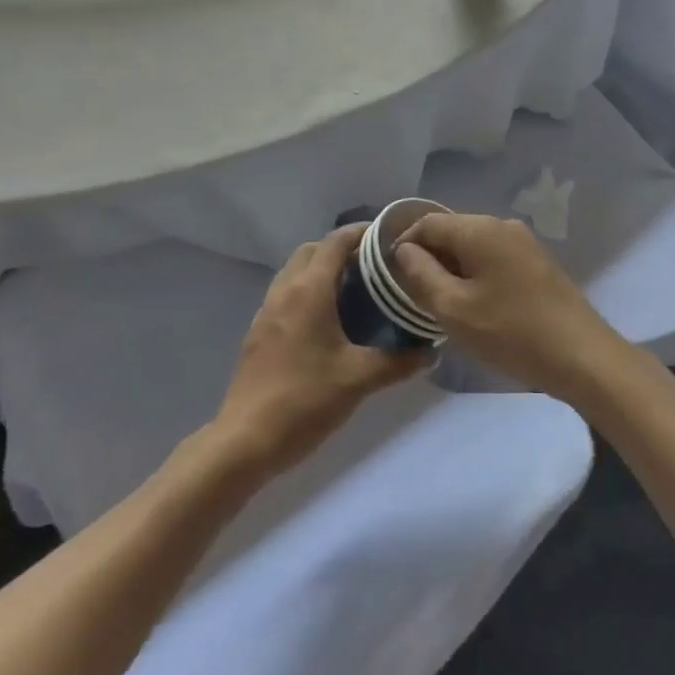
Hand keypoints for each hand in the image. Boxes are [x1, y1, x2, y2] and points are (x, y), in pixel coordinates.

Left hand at [211, 225, 428, 479]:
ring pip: (294, 272)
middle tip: (371, 265)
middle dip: (340, 248)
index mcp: (309, 291)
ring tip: (352, 290)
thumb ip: (398, 362)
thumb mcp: (358, 380)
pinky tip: (325, 322)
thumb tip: (430, 351)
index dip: (361, 233)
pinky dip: (305, 291)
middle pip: (312, 250)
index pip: (335, 242)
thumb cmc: (304, 400)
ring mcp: (266, 312)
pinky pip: (284, 295)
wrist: (245, 441)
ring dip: (320, 269)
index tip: (387, 238)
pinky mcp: (257, 333)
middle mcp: (285, 291)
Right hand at [392, 213, 630, 403]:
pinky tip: (477, 304)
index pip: (428, 223)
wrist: (582, 356)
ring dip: (454, 267)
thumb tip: (405, 250)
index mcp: (479, 229)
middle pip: (452, 231)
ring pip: (474, 245)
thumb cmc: (512, 332)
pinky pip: (495, 257)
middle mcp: (502, 225)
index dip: (405, 244)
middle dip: (430, 256)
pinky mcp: (538, 262)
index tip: (391, 275)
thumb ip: (422, 275)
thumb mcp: (454, 309)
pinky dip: (477, 273)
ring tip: (442, 302)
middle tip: (414, 293)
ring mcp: (524, 242)